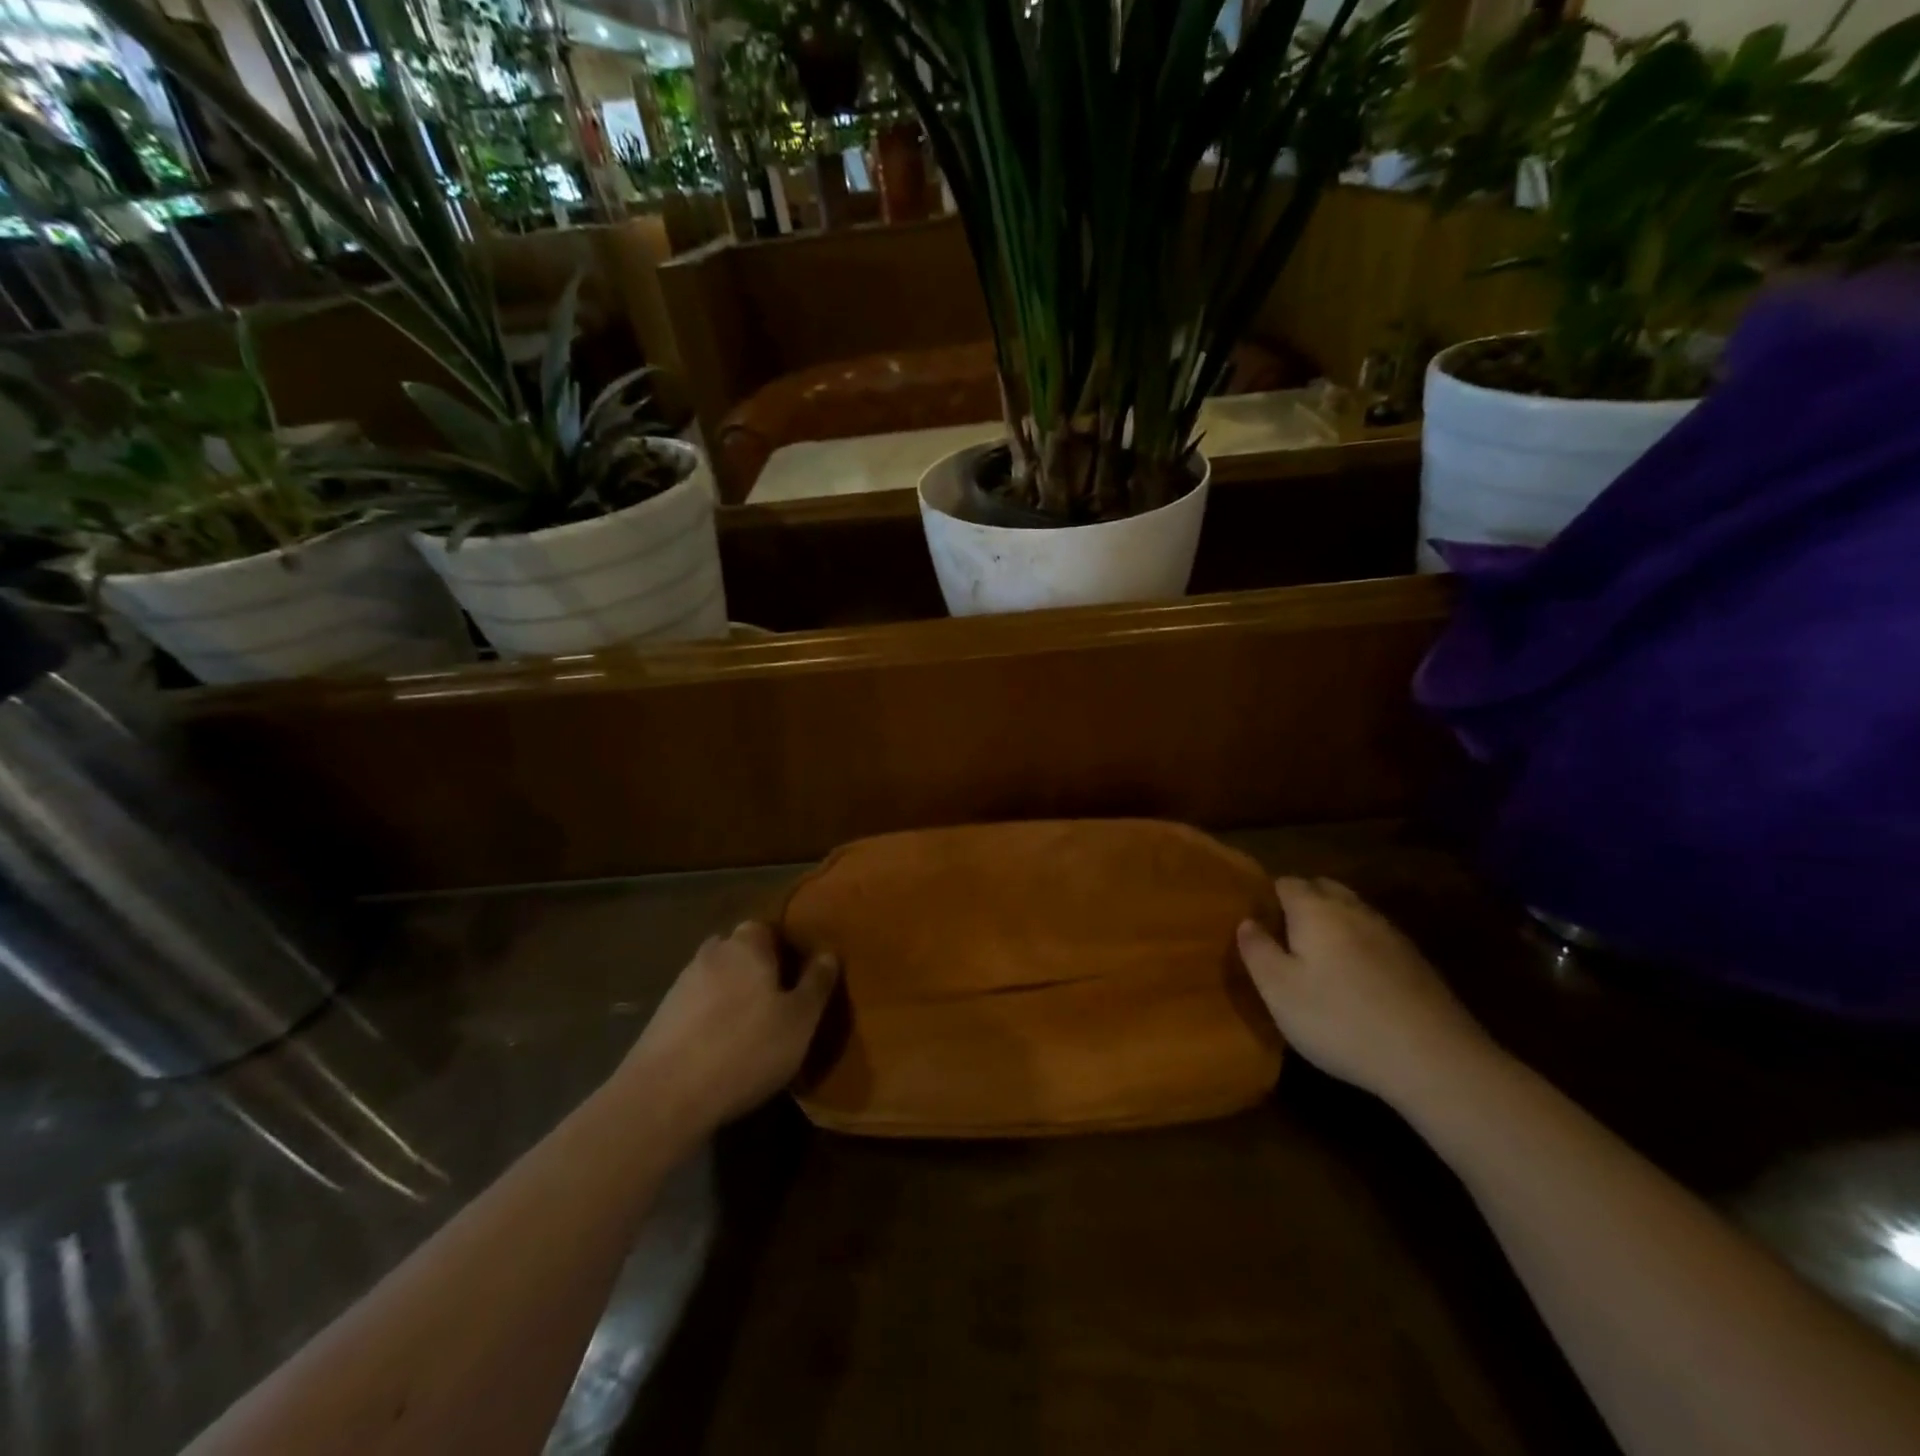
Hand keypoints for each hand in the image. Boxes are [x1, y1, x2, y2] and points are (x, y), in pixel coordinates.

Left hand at [619, 922, 838, 1134]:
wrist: (663, 1097)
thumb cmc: (745, 1049)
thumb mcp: (799, 1020)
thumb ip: (816, 983)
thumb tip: (828, 953)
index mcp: (746, 945)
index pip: (767, 927)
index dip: (785, 946)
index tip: (800, 971)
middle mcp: (711, 954)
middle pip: (739, 951)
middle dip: (756, 968)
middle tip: (778, 1000)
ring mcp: (681, 985)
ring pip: (716, 978)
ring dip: (732, 995)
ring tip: (751, 1028)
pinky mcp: (660, 1019)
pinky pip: (696, 1007)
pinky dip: (710, 1019)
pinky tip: (721, 1048)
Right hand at [1237, 877, 1493, 1109]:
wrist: (1434, 1059)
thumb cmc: (1340, 1020)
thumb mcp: (1279, 991)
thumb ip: (1257, 950)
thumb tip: (1247, 921)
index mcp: (1315, 910)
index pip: (1286, 883)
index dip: (1268, 897)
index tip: (1257, 922)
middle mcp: (1353, 910)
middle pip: (1323, 889)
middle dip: (1302, 902)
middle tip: (1284, 937)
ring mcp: (1390, 934)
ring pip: (1352, 912)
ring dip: (1333, 924)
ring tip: (1318, 959)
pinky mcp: (1416, 962)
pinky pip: (1375, 938)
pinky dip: (1360, 947)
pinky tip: (1357, 981)